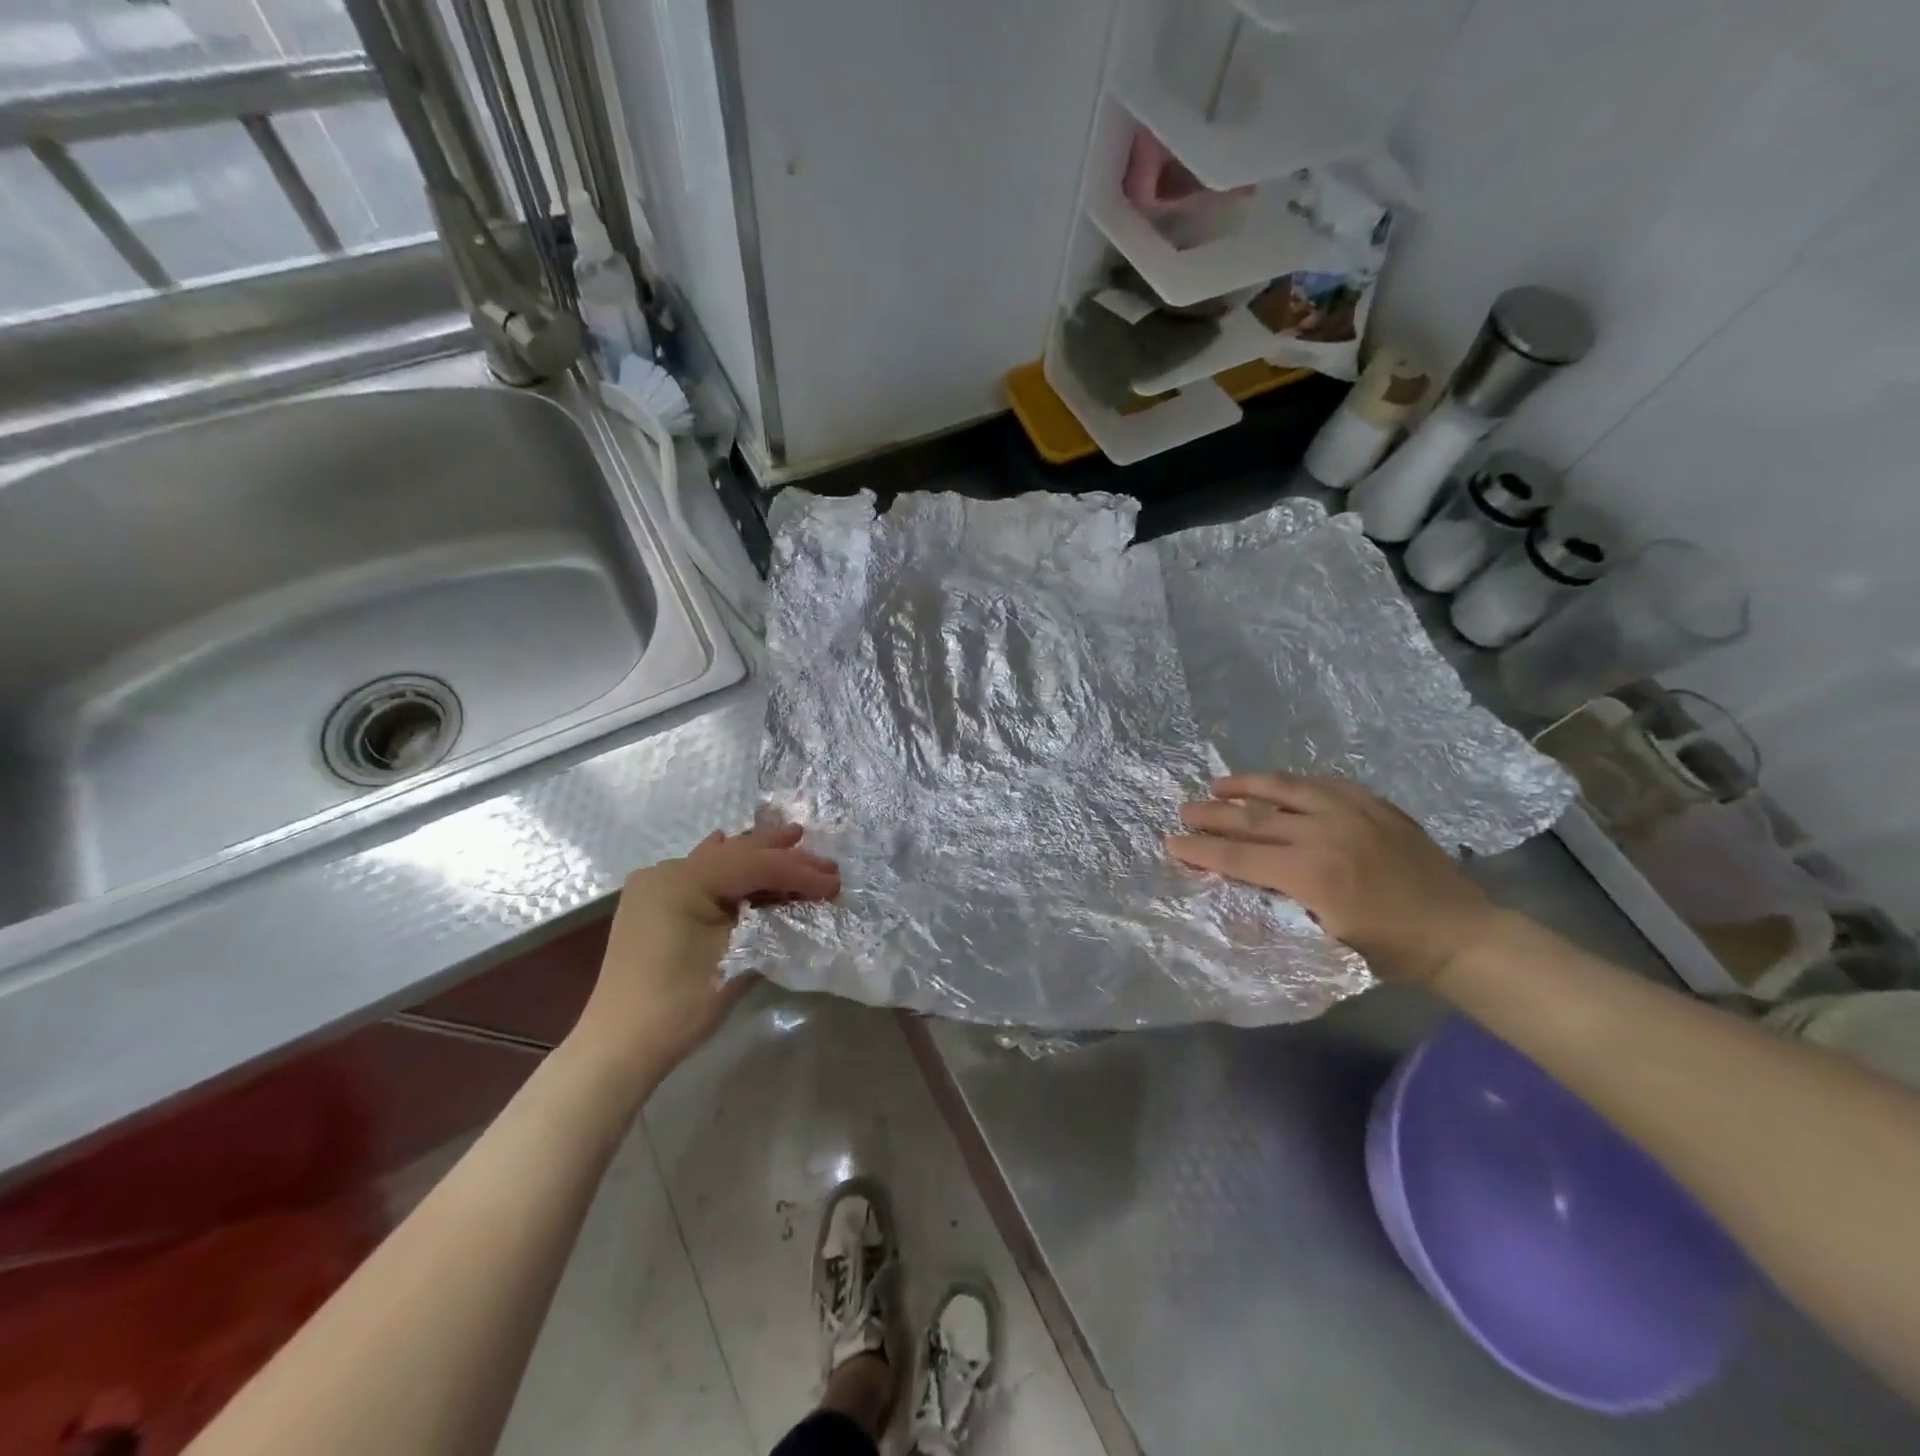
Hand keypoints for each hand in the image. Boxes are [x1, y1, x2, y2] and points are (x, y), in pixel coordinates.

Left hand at [572, 824, 839, 1087]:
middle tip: (825, 861)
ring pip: (718, 861)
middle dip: (782, 855)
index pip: (755, 864)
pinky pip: (699, 874)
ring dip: (757, 857)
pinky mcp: (653, 905)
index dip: (799, 872)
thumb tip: (805, 901)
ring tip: (792, 842)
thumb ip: (774, 919)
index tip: (835, 883)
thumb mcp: (738, 957)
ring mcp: (655, 886)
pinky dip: (727, 868)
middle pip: (736, 854)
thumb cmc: (681, 1003)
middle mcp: (666, 871)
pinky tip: (735, 848)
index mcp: (684, 879)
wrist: (619, 1047)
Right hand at [1166, 772, 1498, 984]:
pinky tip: (1275, 784)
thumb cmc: (1389, 949)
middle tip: (1183, 811)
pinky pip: (1321, 782)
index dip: (1202, 850)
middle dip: (1212, 815)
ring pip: (1284, 789)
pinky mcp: (1373, 803)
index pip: (1240, 858)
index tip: (1171, 842)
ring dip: (1245, 786)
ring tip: (1218, 785)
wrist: (1461, 932)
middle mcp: (1326, 834)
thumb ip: (1280, 906)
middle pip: (1253, 819)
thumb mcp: (1326, 942)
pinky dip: (1290, 782)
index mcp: (1313, 874)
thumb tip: (1237, 887)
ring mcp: (1352, 812)